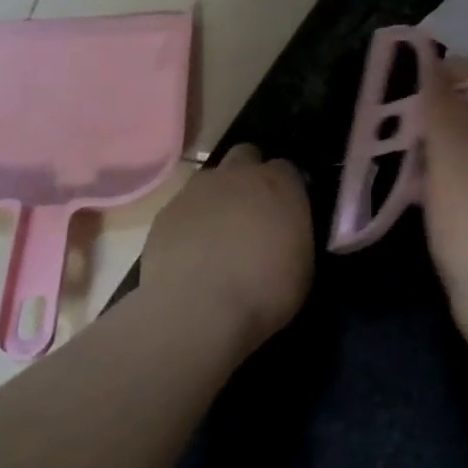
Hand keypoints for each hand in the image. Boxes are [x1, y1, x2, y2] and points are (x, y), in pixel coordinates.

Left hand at [140, 145, 313, 352]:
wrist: (198, 310)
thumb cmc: (265, 290)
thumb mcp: (302, 265)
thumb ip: (294, 234)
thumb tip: (287, 232)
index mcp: (279, 184)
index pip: (287, 168)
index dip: (286, 188)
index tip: (286, 211)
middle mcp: (238, 174)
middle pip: (246, 156)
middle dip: (250, 175)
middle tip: (253, 211)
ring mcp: (197, 190)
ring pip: (211, 180)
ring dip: (218, 198)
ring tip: (219, 235)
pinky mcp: (165, 212)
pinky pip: (183, 208)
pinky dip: (190, 223)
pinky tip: (192, 253)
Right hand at [418, 57, 467, 339]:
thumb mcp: (452, 156)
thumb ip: (438, 101)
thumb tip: (426, 54)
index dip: (442, 82)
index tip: (402, 102)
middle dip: (441, 123)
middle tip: (401, 138)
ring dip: (447, 154)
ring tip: (410, 167)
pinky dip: (464, 182)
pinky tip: (434, 197)